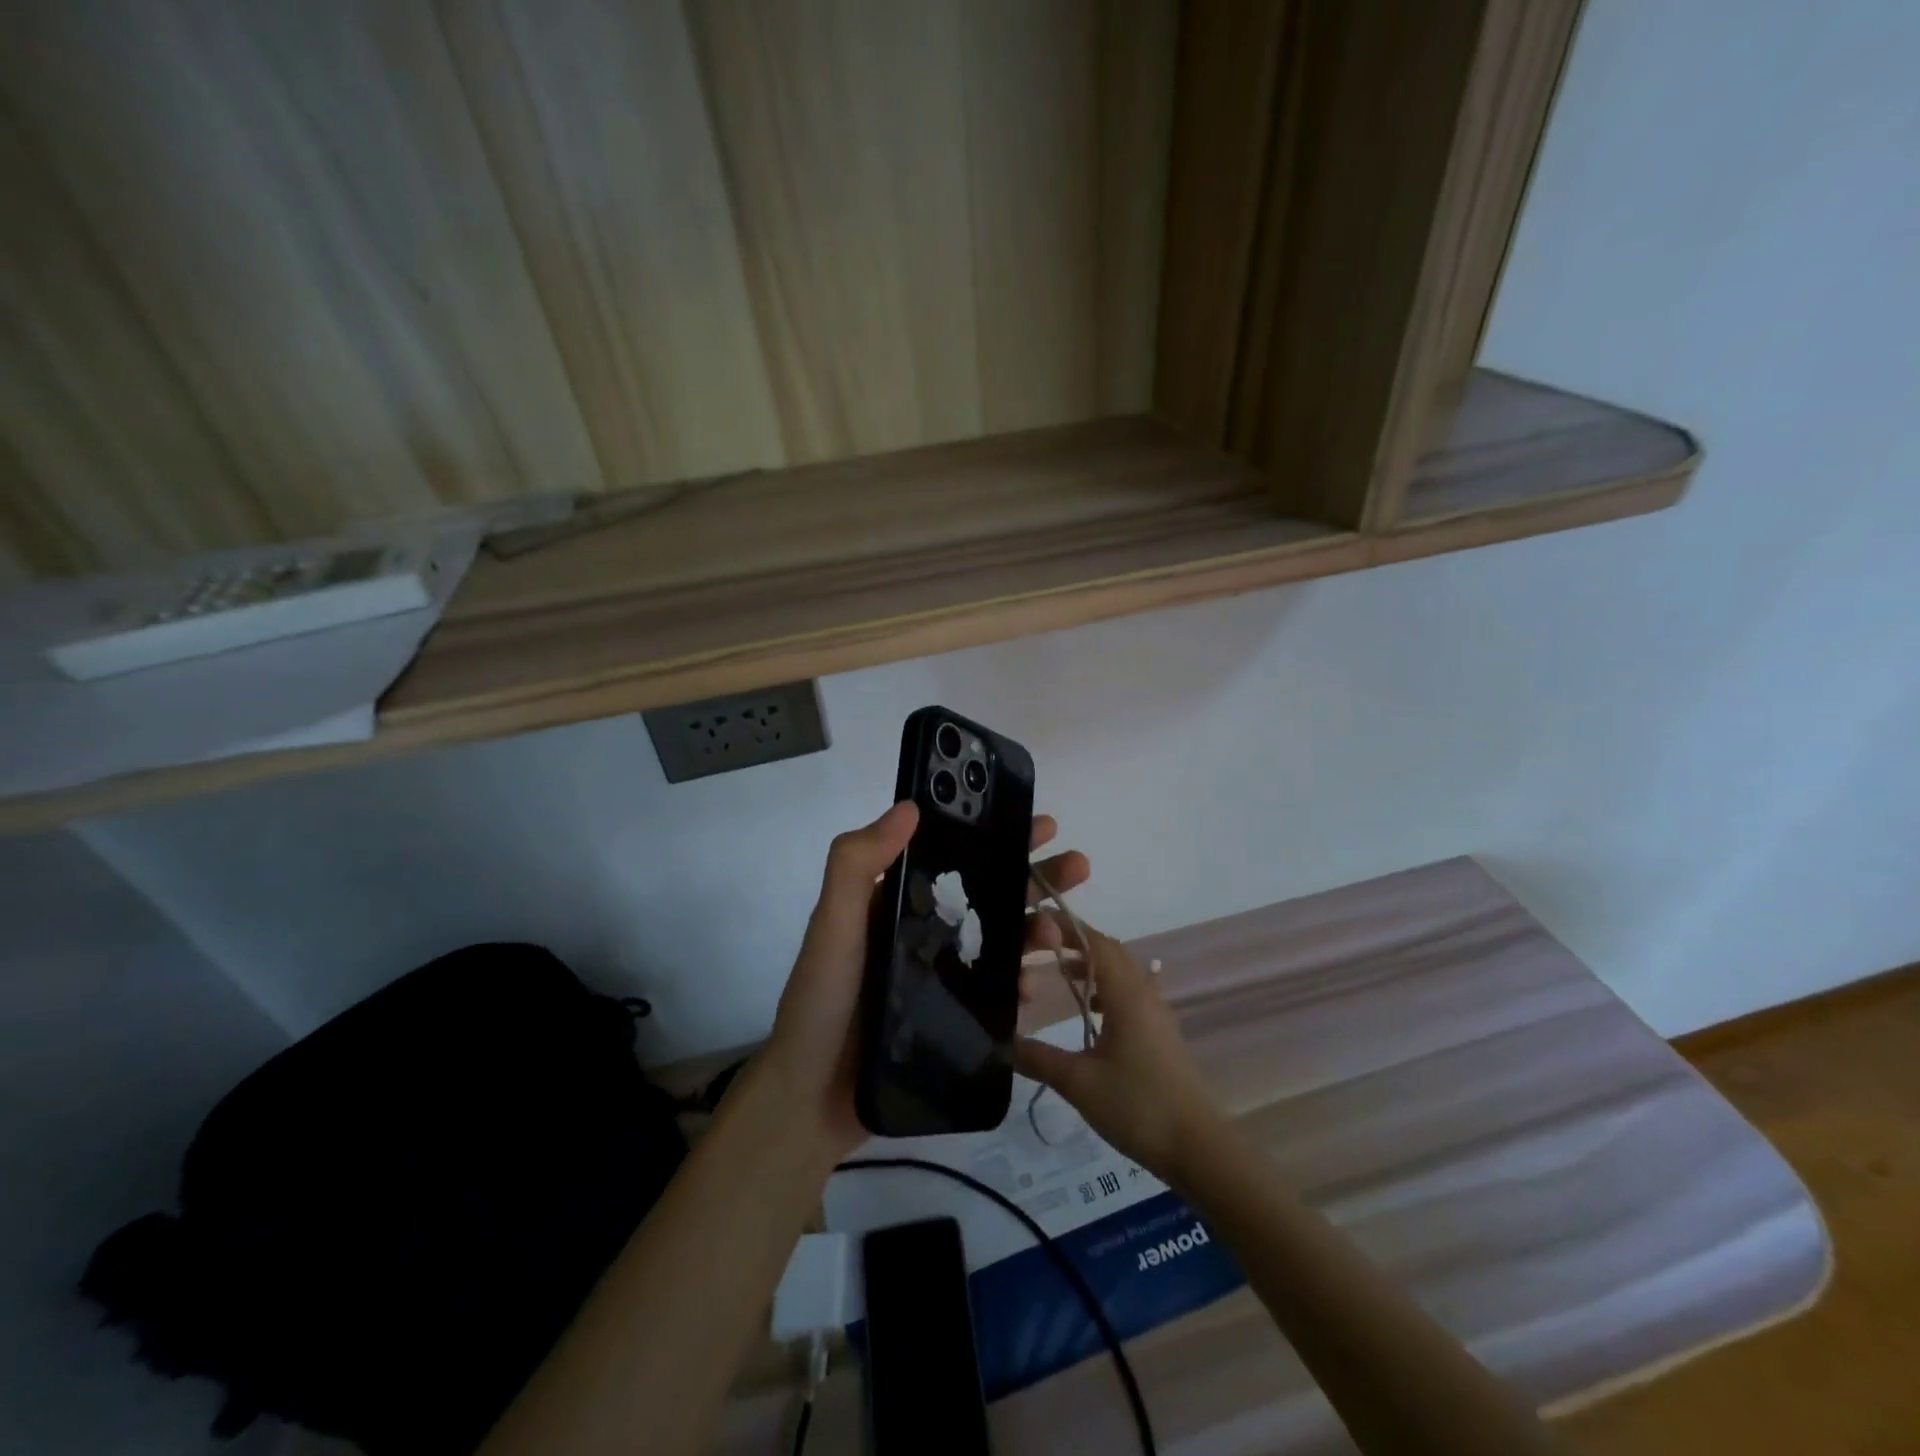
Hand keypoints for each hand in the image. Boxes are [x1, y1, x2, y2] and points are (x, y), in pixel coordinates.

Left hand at [766, 802, 1089, 1162]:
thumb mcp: (832, 925)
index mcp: (897, 900)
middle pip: (989, 892)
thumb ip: (857, 864)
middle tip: (1078, 866)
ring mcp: (940, 974)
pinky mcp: (952, 1016)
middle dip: (1034, 875)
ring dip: (1035, 928)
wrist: (810, 1100)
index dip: (998, 836)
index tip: (1041, 824)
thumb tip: (910, 807)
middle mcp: (923, 929)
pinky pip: (996, 991)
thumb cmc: (822, 1001)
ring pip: (1000, 939)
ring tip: (1062, 932)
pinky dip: (1019, 983)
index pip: (956, 855)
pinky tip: (1034, 987)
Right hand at [1014, 924, 1225, 1179]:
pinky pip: (1133, 995)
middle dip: (1079, 943)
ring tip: (1064, 975)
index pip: (1096, 942)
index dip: (1068, 927)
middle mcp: (1144, 995)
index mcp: (1126, 995)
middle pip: (1112, 952)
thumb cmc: (1138, 1106)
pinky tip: (1094, 1014)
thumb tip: (1000, 1043)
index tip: (1037, 923)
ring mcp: (1158, 1015)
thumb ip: (1037, 1057)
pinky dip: (1109, 990)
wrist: (1199, 1148)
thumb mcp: (1078, 1082)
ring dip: (1095, 966)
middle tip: (1044, 947)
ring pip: (1124, 974)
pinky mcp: (1162, 1036)